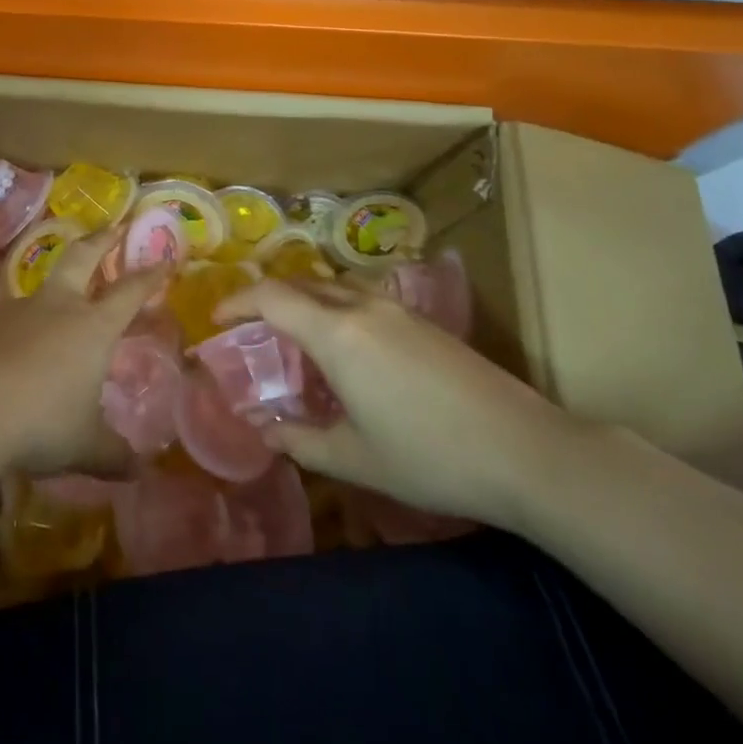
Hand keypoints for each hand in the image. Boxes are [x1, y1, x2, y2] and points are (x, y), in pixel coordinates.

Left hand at [0, 234, 167, 477]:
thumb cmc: (38, 423)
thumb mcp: (83, 446)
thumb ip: (112, 454)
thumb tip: (138, 471)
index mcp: (91, 328)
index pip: (129, 292)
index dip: (148, 275)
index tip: (163, 259)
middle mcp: (55, 307)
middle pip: (80, 258)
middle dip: (99, 242)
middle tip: (111, 229)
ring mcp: (12, 310)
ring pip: (37, 291)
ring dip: (50, 294)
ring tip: (51, 315)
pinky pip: (0, 320)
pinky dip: (10, 331)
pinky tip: (2, 357)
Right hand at [217, 277, 572, 529]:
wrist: (526, 450)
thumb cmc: (431, 456)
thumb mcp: (356, 459)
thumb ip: (302, 442)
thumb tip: (265, 431)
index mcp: (337, 334)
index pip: (272, 297)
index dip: (237, 302)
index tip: (216, 319)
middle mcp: (362, 306)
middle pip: (301, 284)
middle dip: (267, 299)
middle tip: (250, 328)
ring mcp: (397, 309)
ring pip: (334, 287)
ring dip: (304, 300)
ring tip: (294, 336)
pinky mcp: (423, 320)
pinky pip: (361, 298)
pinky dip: (335, 309)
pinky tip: (347, 348)